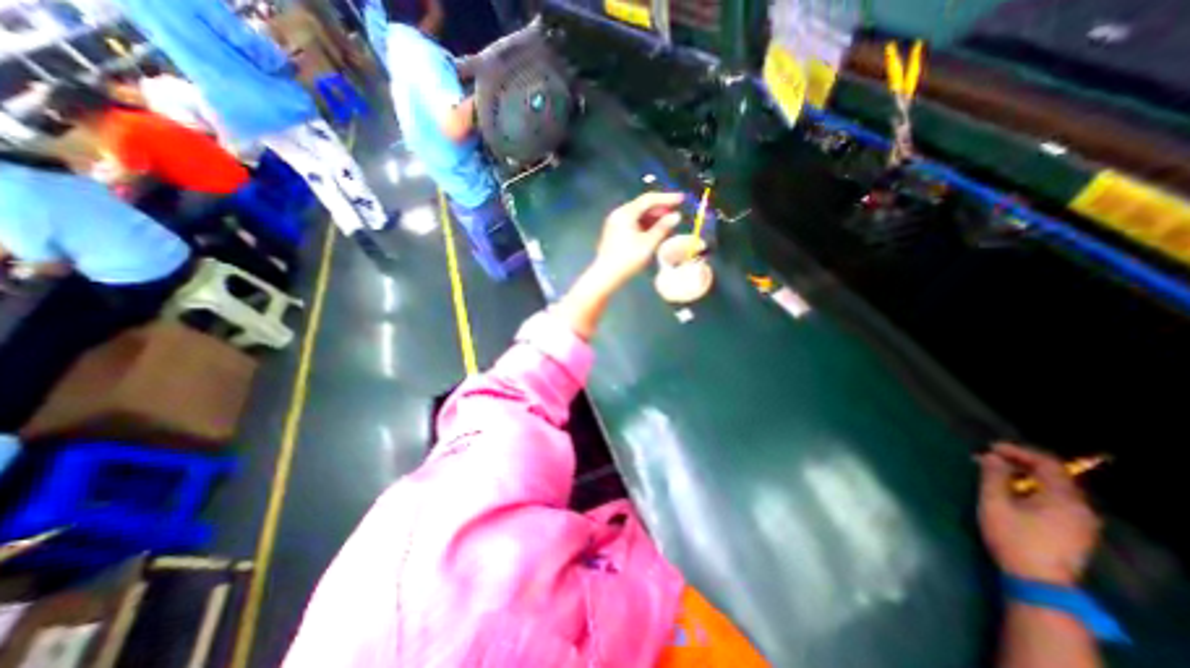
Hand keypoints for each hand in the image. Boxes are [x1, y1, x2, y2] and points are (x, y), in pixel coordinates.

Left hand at [591, 191, 682, 289]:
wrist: (606, 276)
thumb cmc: (627, 259)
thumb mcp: (648, 244)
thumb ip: (663, 228)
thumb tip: (676, 216)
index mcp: (625, 213)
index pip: (649, 199)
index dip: (667, 198)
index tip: (682, 199)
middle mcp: (619, 214)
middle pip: (642, 206)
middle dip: (660, 209)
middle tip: (676, 215)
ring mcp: (615, 223)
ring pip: (638, 215)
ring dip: (653, 218)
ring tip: (668, 226)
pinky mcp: (615, 232)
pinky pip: (633, 223)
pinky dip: (645, 225)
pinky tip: (655, 233)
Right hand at [977, 442, 1096, 583]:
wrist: (1038, 581)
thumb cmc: (1013, 537)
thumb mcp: (995, 503)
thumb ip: (993, 476)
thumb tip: (991, 456)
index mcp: (1064, 498)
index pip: (1047, 464)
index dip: (1018, 452)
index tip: (990, 448)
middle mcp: (1080, 507)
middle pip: (1053, 476)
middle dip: (1020, 464)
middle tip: (989, 460)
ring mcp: (1081, 522)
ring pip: (1054, 489)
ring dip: (1025, 477)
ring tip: (996, 475)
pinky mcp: (1075, 532)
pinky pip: (1056, 501)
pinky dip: (1034, 491)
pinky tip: (1013, 494)